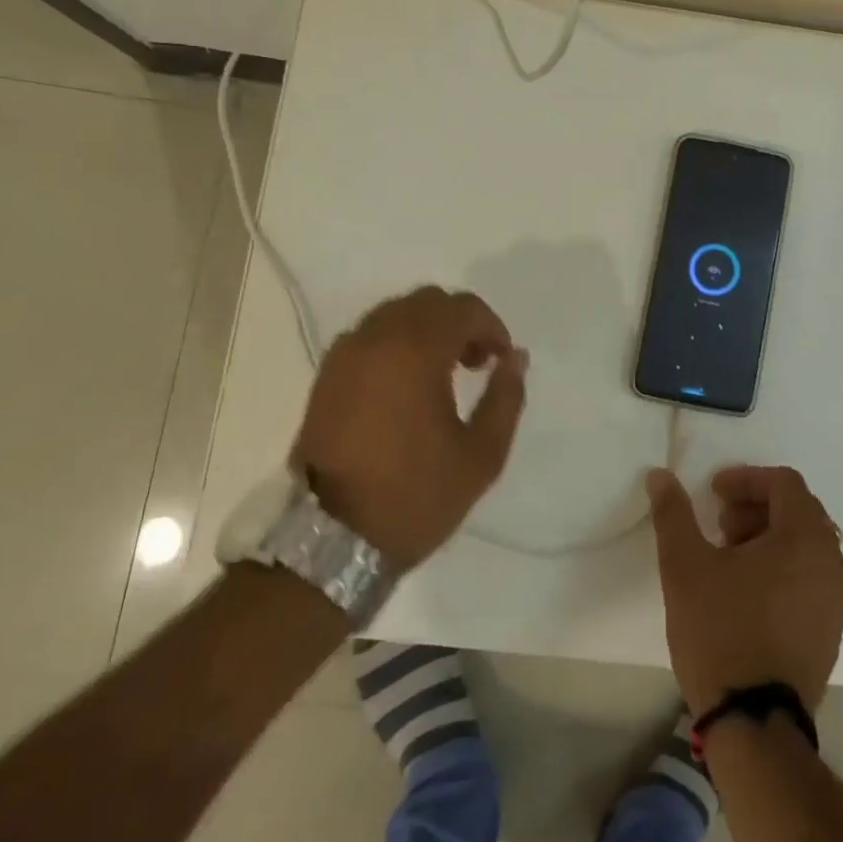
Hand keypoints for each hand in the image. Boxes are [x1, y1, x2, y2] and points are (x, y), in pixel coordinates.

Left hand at [295, 286, 527, 567]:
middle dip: (460, 323)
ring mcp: (346, 354)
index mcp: (416, 351)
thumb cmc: (414, 496)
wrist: (329, 539)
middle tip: (476, 362)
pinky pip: (370, 336)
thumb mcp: (481, 455)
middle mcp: (377, 338)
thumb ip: (506, 397)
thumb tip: (516, 357)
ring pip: (396, 313)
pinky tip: (405, 383)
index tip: (501, 360)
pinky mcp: (326, 375)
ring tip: (442, 372)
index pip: (463, 309)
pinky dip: (396, 342)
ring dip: (427, 329)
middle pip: (428, 301)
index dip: (492, 327)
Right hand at [647, 465, 842, 715]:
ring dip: (767, 538)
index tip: (713, 493)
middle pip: (798, 511)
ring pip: (805, 546)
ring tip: (728, 559)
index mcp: (805, 538)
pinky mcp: (829, 633)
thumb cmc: (721, 631)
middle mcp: (831, 563)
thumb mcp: (685, 565)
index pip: (784, 483)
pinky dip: (781, 568)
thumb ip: (674, 513)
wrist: (754, 725)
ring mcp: (835, 602)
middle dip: (756, 507)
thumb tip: (660, 475)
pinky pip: (809, 578)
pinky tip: (746, 593)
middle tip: (720, 526)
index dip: (746, 478)